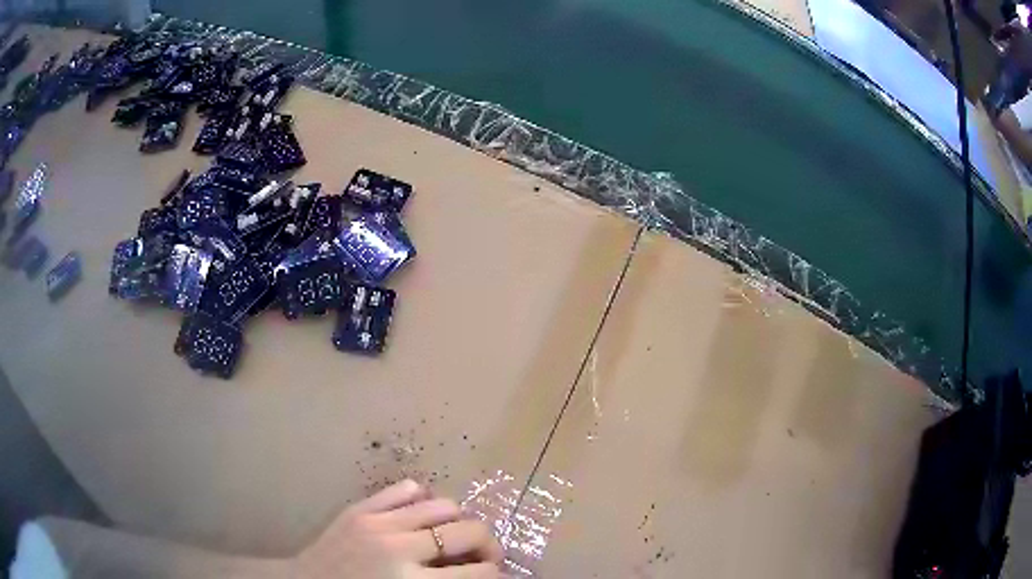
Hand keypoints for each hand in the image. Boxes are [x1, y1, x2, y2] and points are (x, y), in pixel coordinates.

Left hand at [294, 479, 504, 577]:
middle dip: (489, 545)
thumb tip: (481, 577)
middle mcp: (400, 548)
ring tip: (454, 536)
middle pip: (469, 532)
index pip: (479, 574)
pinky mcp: (361, 507)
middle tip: (483, 557)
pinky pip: (406, 488)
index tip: (497, 576)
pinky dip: (424, 499)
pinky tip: (422, 516)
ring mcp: (378, 521)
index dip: (497, 575)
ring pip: (444, 505)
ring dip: (459, 522)